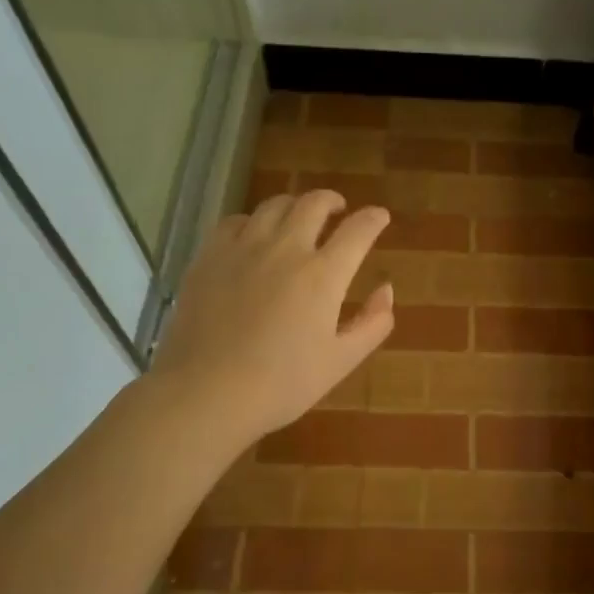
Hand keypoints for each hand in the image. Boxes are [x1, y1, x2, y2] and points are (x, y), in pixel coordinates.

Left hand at [150, 190, 393, 442]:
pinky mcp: (209, 257)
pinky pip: (235, 221)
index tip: (380, 217)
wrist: (206, 393)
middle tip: (338, 210)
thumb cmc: (282, 384)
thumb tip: (387, 290)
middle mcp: (286, 249)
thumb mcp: (341, 361)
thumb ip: (373, 323)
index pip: (358, 230)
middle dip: (333, 201)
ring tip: (298, 217)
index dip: (373, 219)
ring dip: (294, 206)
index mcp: (323, 275)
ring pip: (274, 206)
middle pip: (314, 204)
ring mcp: (243, 248)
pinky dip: (253, 221)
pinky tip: (253, 235)